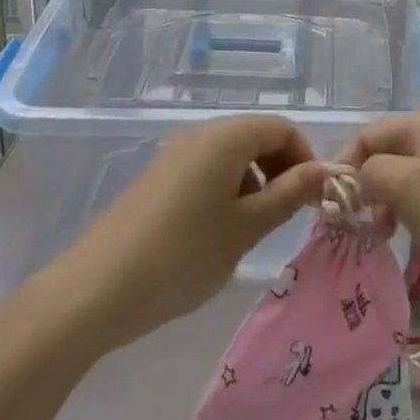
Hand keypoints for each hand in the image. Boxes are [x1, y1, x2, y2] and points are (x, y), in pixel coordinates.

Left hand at [39, 116, 325, 354]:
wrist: (93, 291)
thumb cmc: (182, 255)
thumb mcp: (245, 228)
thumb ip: (289, 195)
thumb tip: (326, 171)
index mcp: (225, 137)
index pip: (281, 128)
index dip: (305, 157)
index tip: (312, 198)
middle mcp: (200, 135)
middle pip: (255, 137)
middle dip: (280, 170)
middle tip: (288, 215)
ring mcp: (174, 156)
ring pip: (230, 157)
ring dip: (253, 183)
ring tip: (251, 231)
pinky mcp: (157, 180)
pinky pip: (205, 172)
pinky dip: (225, 192)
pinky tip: (216, 235)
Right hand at [338, 113, 419, 317]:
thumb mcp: (404, 185)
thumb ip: (368, 173)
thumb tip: (349, 181)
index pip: (367, 135)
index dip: (344, 165)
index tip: (328, 204)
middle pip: (382, 154)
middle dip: (361, 185)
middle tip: (346, 221)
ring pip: (398, 179)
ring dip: (379, 203)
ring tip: (371, 232)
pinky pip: (417, 199)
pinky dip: (400, 215)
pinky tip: (396, 237)